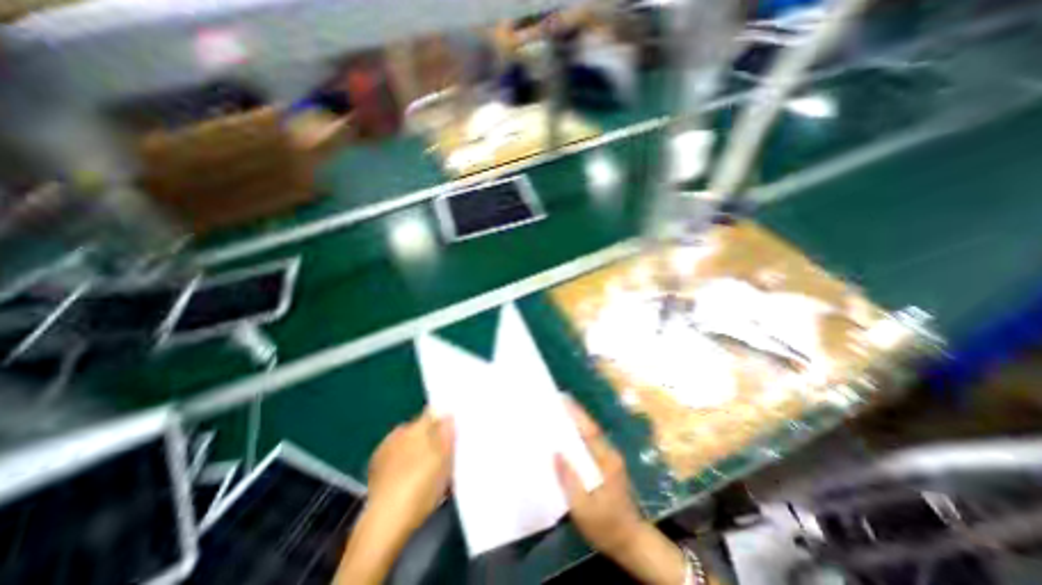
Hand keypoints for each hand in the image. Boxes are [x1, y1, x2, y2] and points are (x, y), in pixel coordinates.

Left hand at [366, 408, 451, 535]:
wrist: (385, 524)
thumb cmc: (421, 487)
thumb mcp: (444, 460)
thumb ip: (447, 434)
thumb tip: (448, 415)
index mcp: (417, 426)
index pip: (433, 412)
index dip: (444, 419)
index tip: (453, 429)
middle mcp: (399, 432)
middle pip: (421, 428)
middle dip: (431, 436)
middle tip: (444, 453)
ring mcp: (384, 449)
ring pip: (408, 442)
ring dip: (417, 449)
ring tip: (428, 469)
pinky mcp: (375, 469)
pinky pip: (396, 457)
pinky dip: (404, 463)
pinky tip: (410, 479)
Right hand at [554, 399, 645, 553]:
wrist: (631, 542)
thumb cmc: (606, 526)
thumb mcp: (583, 508)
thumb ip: (570, 480)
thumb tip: (556, 453)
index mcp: (606, 461)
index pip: (590, 431)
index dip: (577, 414)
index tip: (564, 399)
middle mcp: (610, 454)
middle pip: (591, 429)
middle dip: (576, 413)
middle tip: (559, 401)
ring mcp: (611, 459)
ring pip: (592, 435)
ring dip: (578, 422)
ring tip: (561, 413)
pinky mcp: (608, 466)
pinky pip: (592, 444)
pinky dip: (581, 434)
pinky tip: (570, 436)